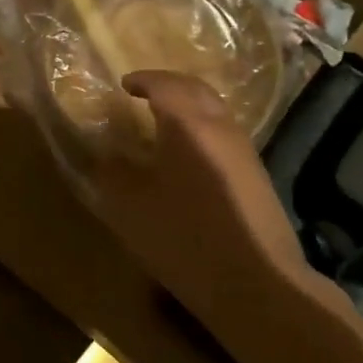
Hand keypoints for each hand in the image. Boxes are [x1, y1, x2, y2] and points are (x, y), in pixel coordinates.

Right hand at [90, 70, 315, 330]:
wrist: (257, 283)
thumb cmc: (185, 237)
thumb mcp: (131, 207)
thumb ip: (112, 172)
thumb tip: (105, 152)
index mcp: (187, 124)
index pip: (164, 84)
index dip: (142, 80)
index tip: (123, 84)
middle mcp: (220, 127)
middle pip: (196, 90)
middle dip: (169, 85)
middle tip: (144, 93)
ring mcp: (244, 152)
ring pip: (214, 111)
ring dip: (188, 107)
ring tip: (162, 122)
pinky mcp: (256, 177)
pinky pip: (223, 135)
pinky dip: (201, 130)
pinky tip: (187, 156)